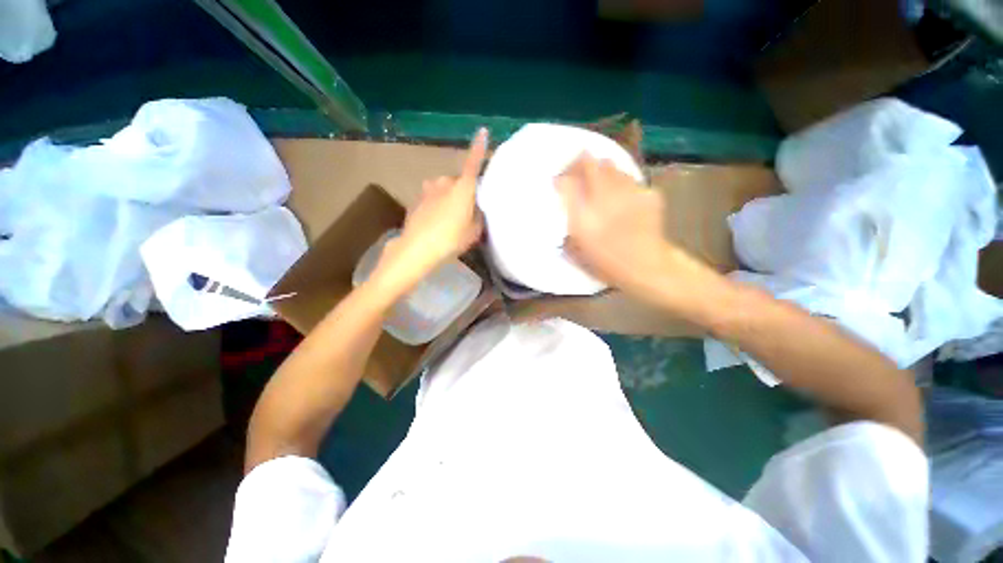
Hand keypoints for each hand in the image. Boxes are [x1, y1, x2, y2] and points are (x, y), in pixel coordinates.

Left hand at [372, 128, 487, 293]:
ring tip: (450, 219)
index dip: (479, 148)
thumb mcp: (474, 232)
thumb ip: (478, 217)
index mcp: (462, 188)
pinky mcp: (416, 199)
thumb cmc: (451, 239)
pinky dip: (436, 204)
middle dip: (463, 191)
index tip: (483, 131)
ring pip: (444, 189)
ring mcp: (428, 189)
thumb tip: (477, 209)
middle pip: (458, 181)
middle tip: (467, 212)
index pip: (473, 163)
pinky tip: (435, 222)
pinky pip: (432, 197)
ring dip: (448, 198)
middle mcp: (445, 182)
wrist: (416, 249)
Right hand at [556, 154, 671, 293]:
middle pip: (589, 165)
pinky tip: (622, 193)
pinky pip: (630, 178)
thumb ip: (567, 230)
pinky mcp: (646, 193)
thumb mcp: (576, 253)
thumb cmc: (606, 264)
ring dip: (602, 169)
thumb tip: (566, 213)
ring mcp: (627, 193)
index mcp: (582, 216)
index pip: (566, 184)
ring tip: (601, 178)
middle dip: (580, 162)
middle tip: (577, 166)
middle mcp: (603, 198)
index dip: (561, 179)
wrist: (646, 267)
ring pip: (611, 166)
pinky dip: (622, 182)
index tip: (558, 181)